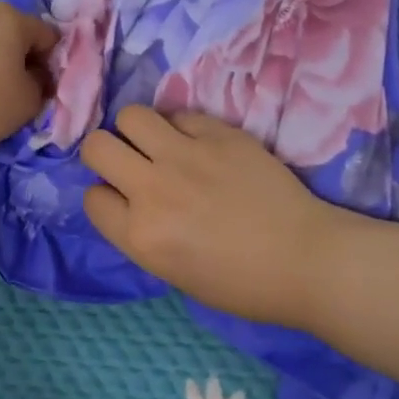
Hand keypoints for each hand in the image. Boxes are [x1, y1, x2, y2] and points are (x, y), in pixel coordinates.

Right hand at [82, 105, 346, 330]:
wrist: (306, 259)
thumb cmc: (242, 284)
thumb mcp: (174, 274)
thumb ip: (142, 234)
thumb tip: (130, 199)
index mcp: (140, 236)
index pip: (92, 197)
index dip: (106, 196)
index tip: (124, 200)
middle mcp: (153, 189)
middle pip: (97, 146)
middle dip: (106, 153)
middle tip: (130, 162)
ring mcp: (186, 155)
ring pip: (131, 115)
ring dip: (138, 130)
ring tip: (160, 143)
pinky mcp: (219, 133)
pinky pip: (180, 114)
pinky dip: (182, 127)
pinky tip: (200, 144)